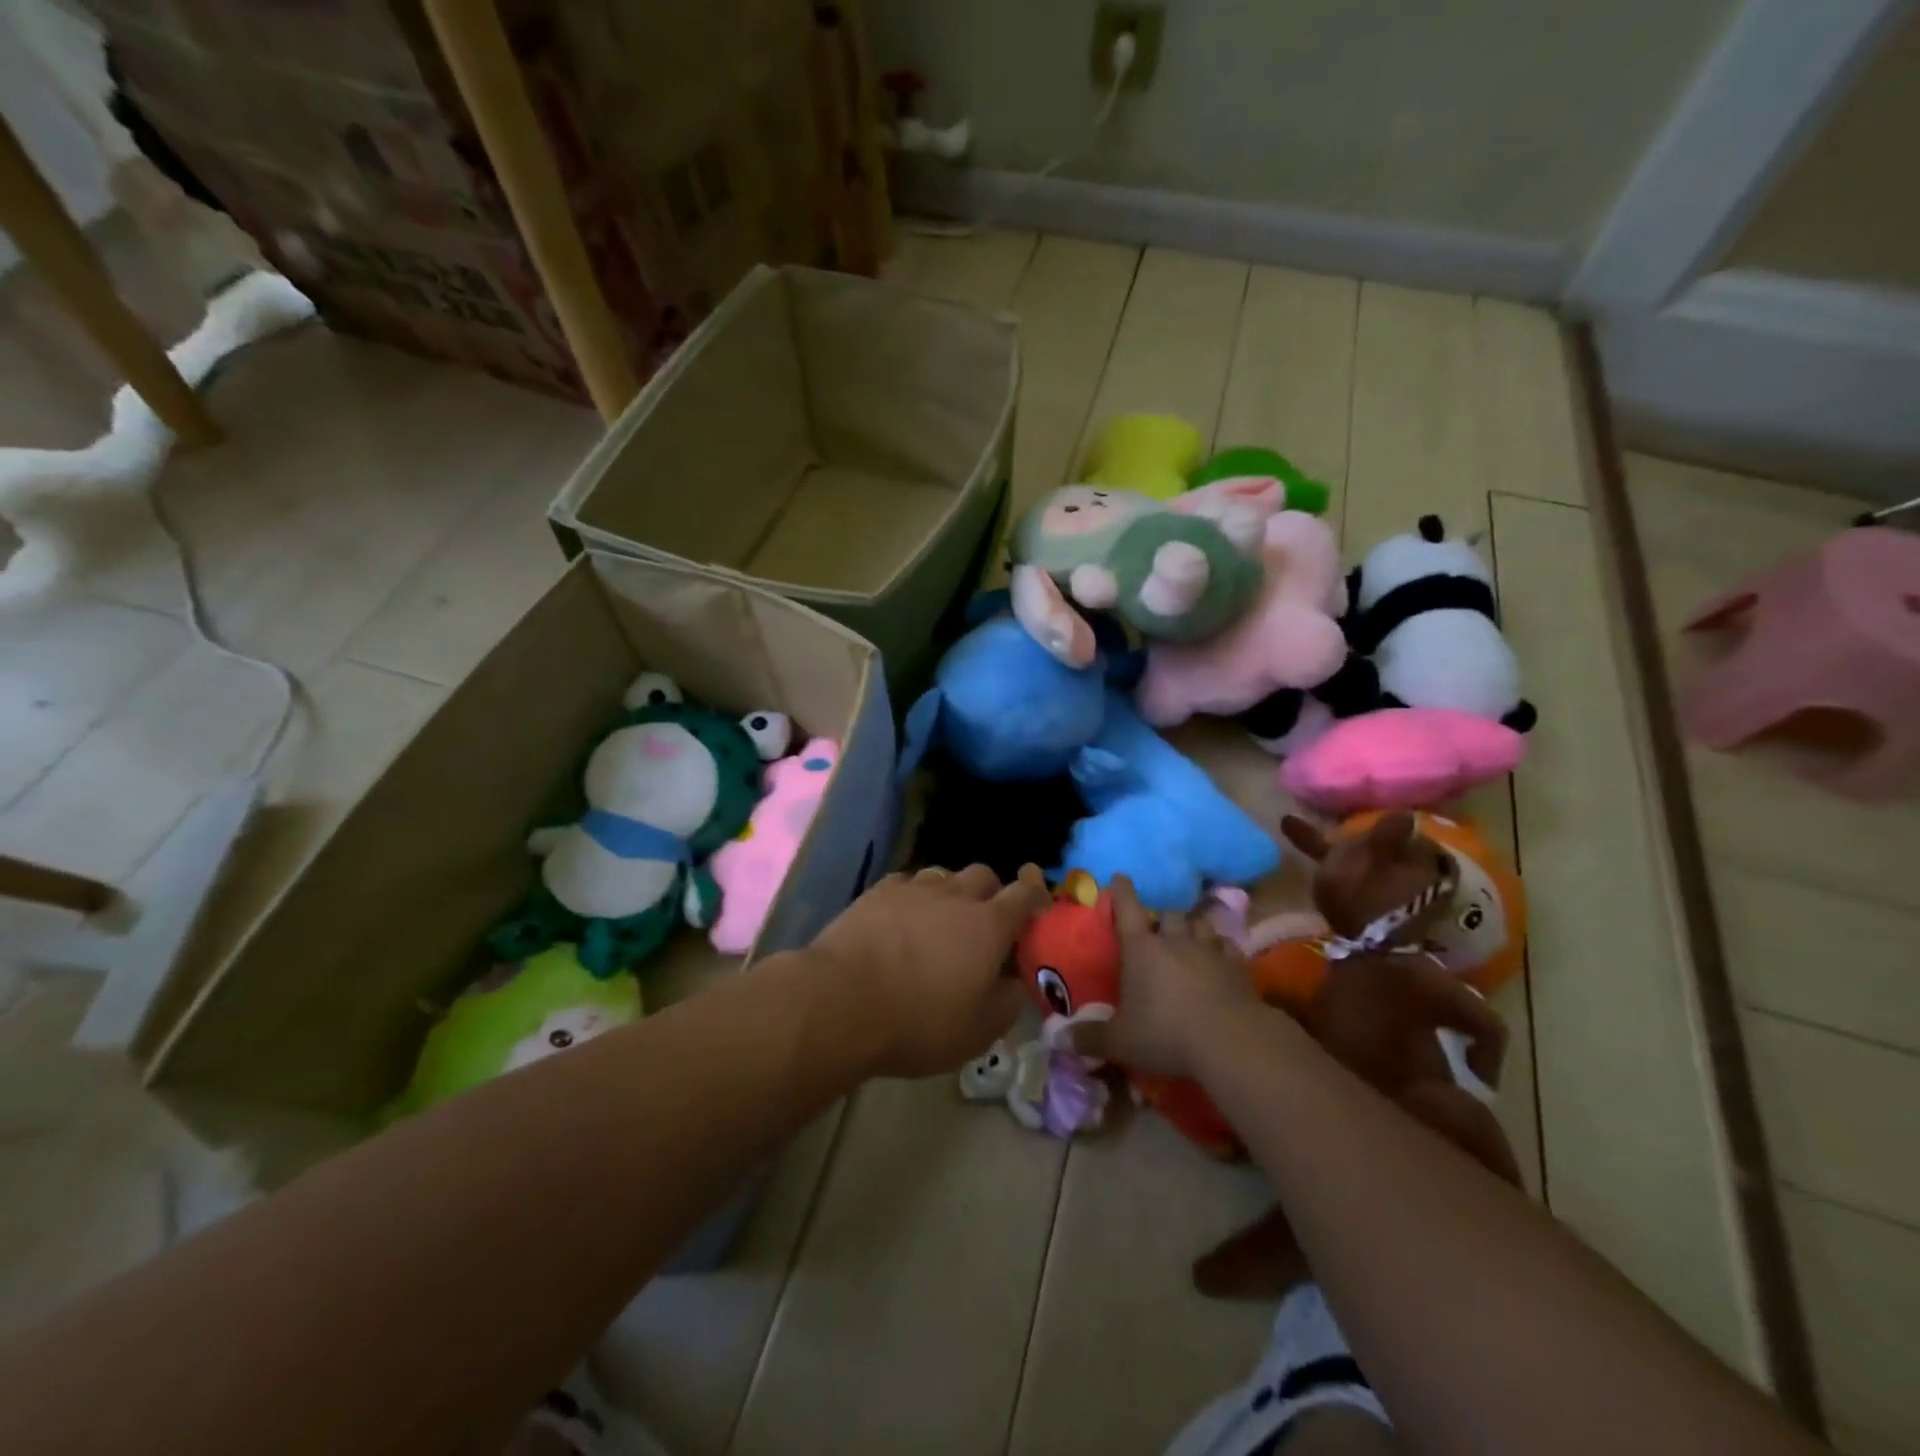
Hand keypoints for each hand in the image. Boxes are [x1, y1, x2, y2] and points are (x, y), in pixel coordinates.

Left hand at [809, 864, 1051, 1077]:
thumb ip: (1008, 1000)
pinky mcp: (877, 892)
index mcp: (988, 925)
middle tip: (983, 922)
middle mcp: (955, 896)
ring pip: (943, 875)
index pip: (1024, 894)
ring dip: (950, 893)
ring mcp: (914, 889)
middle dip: (991, 893)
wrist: (842, 1002)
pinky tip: (901, 918)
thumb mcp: (979, 1030)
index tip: (1037, 902)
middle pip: (984, 875)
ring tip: (939, 920)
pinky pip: (906, 883)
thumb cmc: (919, 1021)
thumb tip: (1015, 980)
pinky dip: (913, 897)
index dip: (1035, 894)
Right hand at [1079, 875, 1257, 1076]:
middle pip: (1168, 914)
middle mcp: (1175, 941)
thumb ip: (1089, 1037)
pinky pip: (1227, 947)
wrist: (1230, 1042)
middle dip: (1161, 919)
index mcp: (1141, 948)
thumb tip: (1056, 1039)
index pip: (1128, 908)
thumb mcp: (1120, 1041)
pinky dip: (1221, 948)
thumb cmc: (1165, 1034)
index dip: (1122, 891)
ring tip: (1189, 939)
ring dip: (1192, 929)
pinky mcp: (1238, 967)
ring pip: (1200, 925)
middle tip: (1157, 931)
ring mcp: (1209, 951)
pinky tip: (1220, 956)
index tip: (1120, 876)